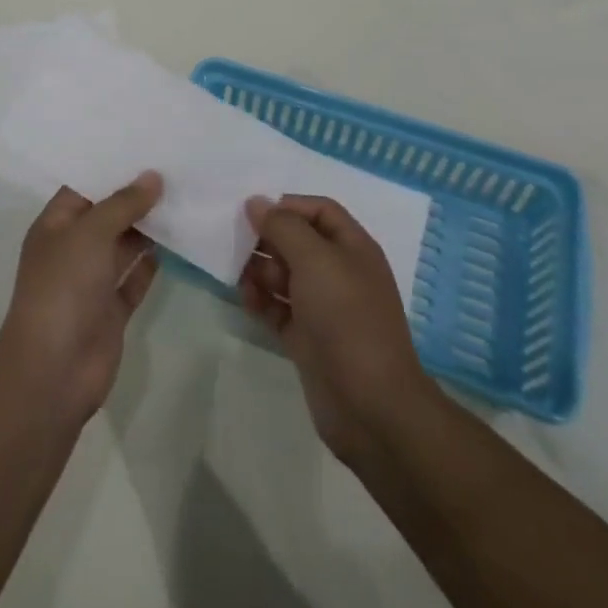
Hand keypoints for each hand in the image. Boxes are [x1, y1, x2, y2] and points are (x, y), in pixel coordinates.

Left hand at [0, 172, 163, 426]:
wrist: (54, 371)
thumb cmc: (63, 288)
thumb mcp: (90, 233)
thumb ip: (123, 204)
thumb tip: (153, 176)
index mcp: (55, 225)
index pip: (84, 187)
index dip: (111, 168)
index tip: (146, 146)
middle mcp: (72, 249)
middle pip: (107, 214)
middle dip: (136, 196)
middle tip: (175, 167)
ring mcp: (92, 281)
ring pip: (124, 245)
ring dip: (149, 227)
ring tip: (184, 196)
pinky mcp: (112, 309)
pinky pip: (135, 277)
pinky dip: (153, 262)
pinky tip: (180, 241)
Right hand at [240, 194, 435, 463]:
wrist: (370, 405)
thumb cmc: (346, 317)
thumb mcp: (314, 259)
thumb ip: (283, 226)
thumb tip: (257, 202)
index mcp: (353, 247)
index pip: (319, 210)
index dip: (287, 205)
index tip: (253, 212)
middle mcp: (339, 273)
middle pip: (297, 241)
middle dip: (267, 239)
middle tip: (237, 243)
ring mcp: (323, 308)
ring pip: (284, 275)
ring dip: (259, 270)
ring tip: (238, 275)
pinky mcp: (308, 338)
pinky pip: (278, 307)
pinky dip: (261, 300)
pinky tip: (246, 300)